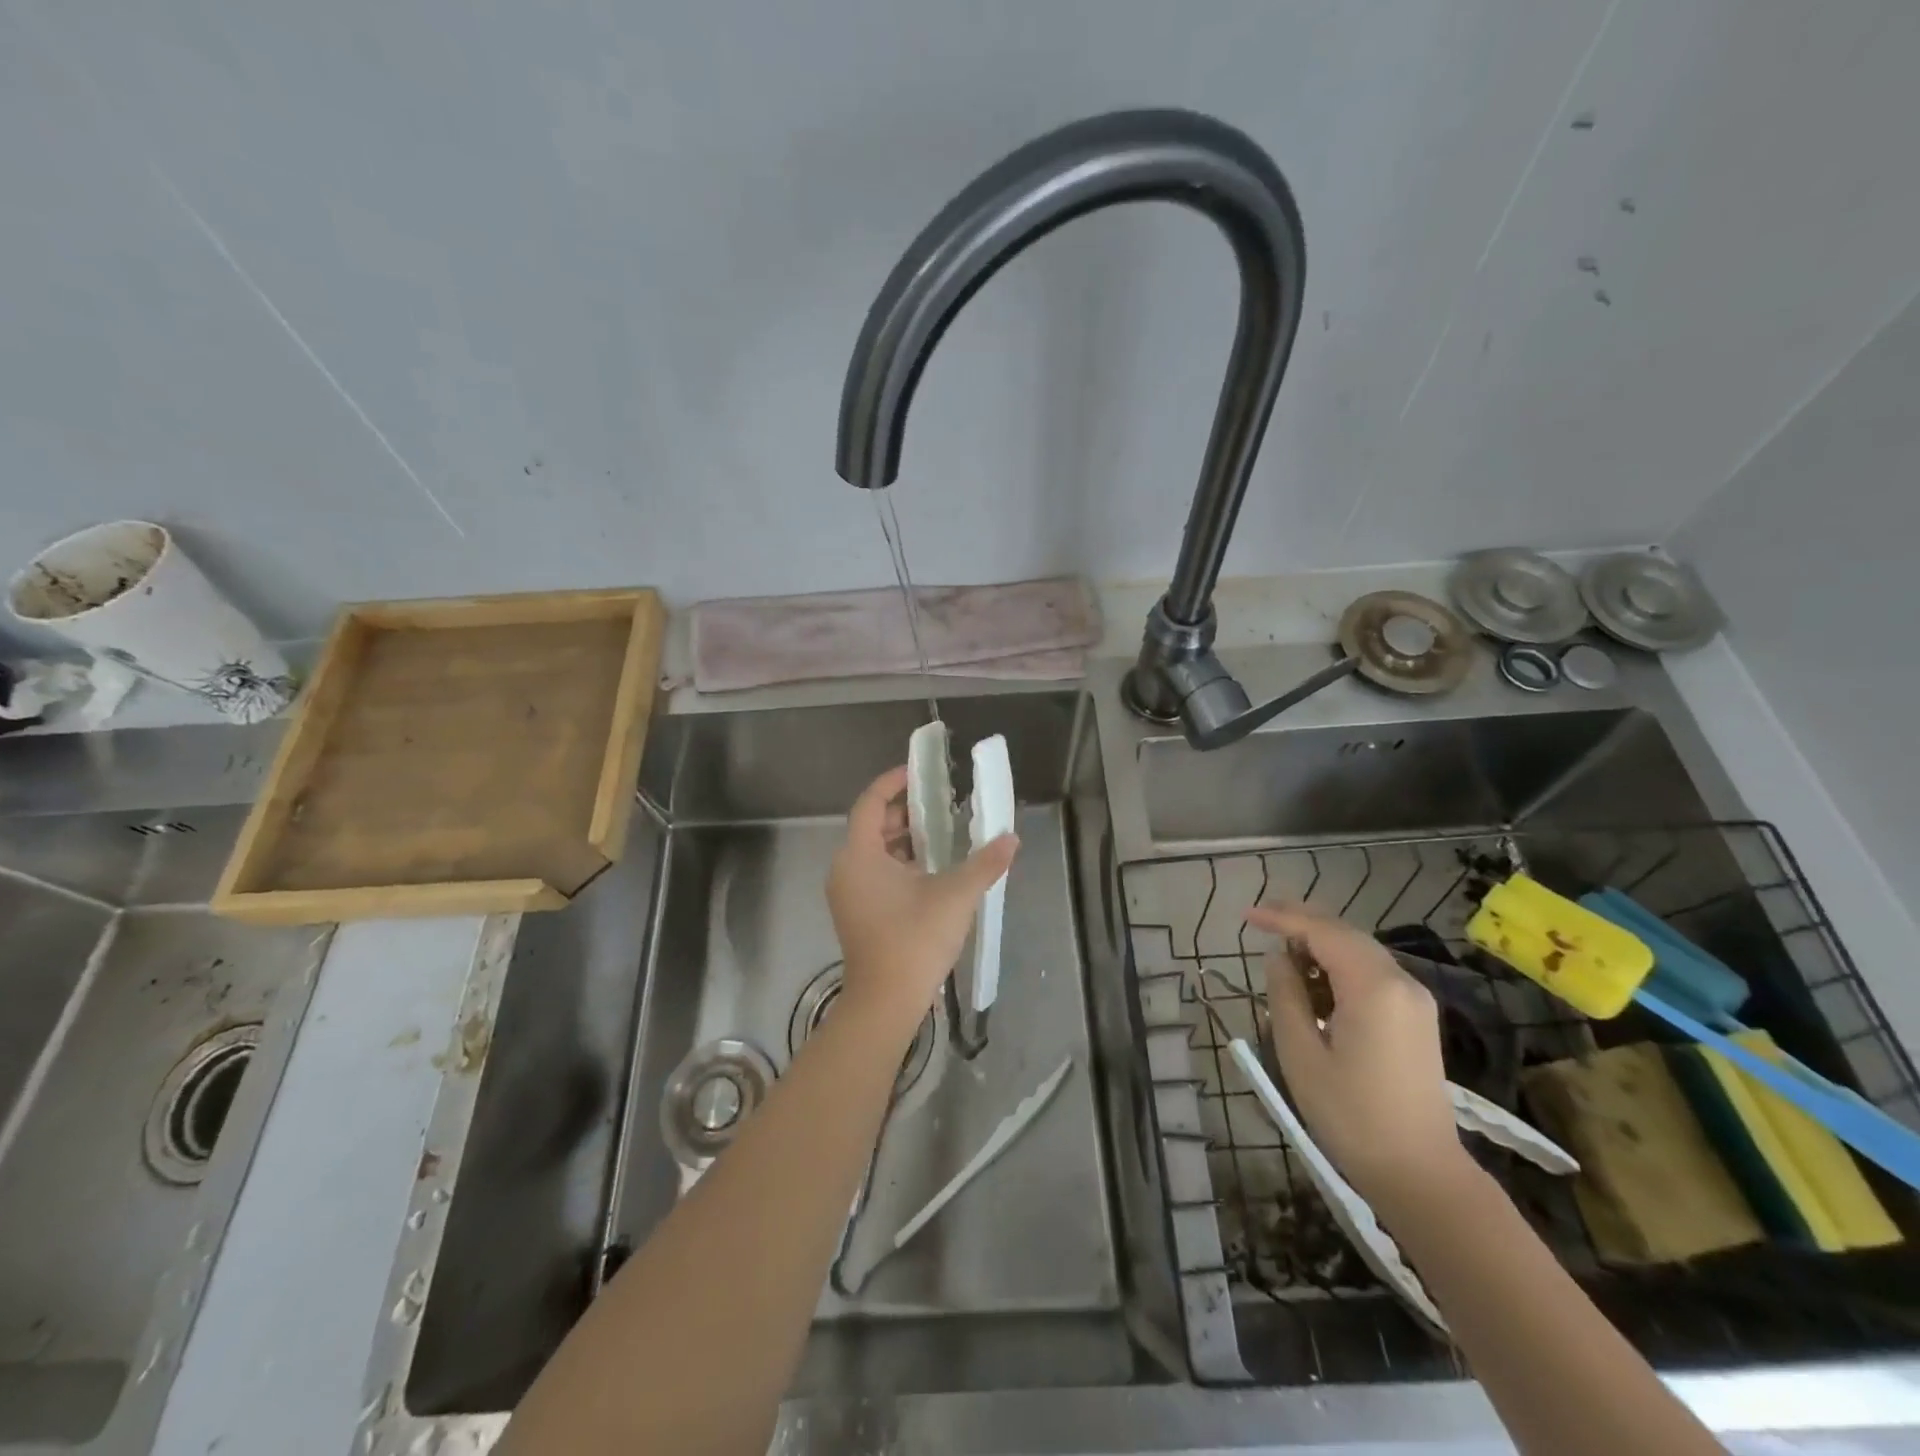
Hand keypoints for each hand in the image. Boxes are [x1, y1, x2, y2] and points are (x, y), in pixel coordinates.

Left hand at [827, 766, 1018, 1032]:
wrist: (886, 1002)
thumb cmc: (915, 939)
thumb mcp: (956, 895)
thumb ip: (985, 863)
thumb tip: (1012, 839)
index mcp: (859, 855)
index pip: (871, 802)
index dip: (893, 782)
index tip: (919, 772)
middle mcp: (845, 868)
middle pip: (871, 825)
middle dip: (904, 811)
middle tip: (938, 803)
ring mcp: (847, 893)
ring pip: (873, 851)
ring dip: (903, 839)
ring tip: (939, 833)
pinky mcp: (855, 913)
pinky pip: (873, 873)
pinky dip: (897, 863)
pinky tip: (929, 870)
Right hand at [1247, 903, 1470, 1211]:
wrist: (1420, 1173)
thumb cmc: (1351, 1115)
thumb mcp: (1301, 1053)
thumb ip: (1286, 995)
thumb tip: (1279, 958)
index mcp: (1373, 987)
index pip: (1322, 932)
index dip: (1282, 918)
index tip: (1246, 915)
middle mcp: (1401, 982)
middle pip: (1345, 934)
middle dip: (1302, 922)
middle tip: (1261, 920)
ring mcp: (1415, 1000)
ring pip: (1360, 952)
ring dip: (1321, 945)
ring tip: (1281, 955)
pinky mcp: (1417, 1018)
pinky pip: (1373, 974)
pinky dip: (1340, 967)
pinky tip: (1315, 985)